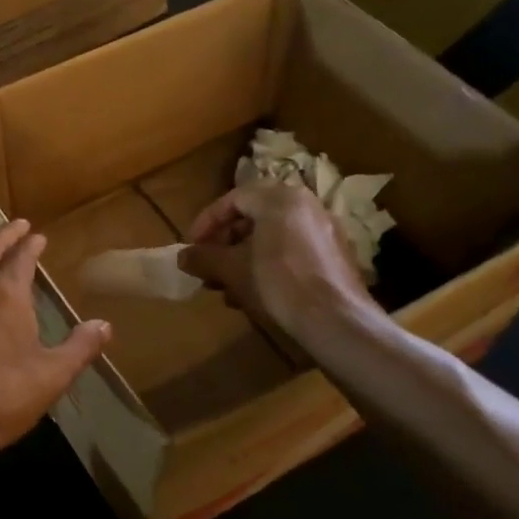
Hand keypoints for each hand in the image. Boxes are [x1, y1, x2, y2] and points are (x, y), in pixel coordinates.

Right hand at [180, 184, 376, 338]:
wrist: (336, 320)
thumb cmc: (277, 283)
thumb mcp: (231, 270)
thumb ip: (203, 258)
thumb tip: (182, 257)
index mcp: (279, 198)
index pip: (233, 199)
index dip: (206, 223)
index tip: (191, 246)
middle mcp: (306, 205)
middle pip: (254, 217)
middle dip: (225, 243)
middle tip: (209, 267)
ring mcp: (325, 229)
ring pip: (272, 236)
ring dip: (244, 257)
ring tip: (228, 286)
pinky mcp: (336, 255)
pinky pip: (292, 250)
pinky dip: (269, 264)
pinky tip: (256, 294)